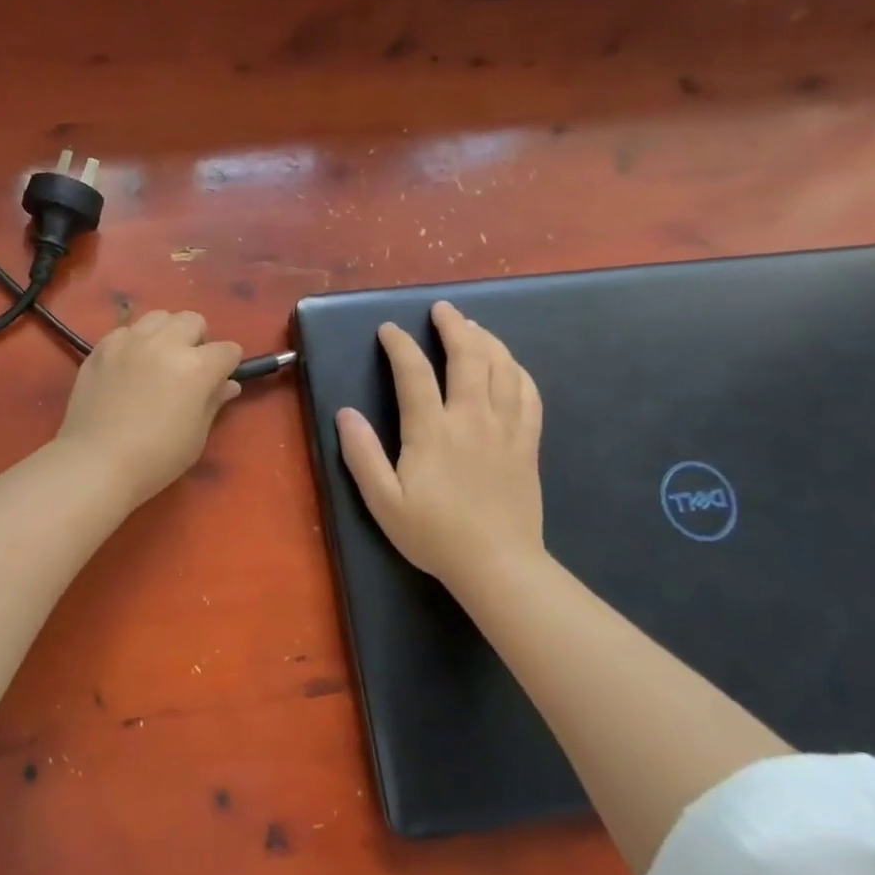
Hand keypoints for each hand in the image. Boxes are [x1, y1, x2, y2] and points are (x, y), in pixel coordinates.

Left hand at [56, 311, 243, 506]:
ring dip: (166, 334)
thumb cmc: (155, 458)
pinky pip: (126, 330)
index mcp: (196, 367)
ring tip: (158, 360)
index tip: (220, 380)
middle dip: (198, 340)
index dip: (228, 365)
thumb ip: (213, 402)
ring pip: (158, 317)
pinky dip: (134, 342)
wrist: (96, 462)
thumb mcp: (196, 436)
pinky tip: (128, 367)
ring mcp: (129, 341)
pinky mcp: (102, 347)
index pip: (227, 350)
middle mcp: (164, 344)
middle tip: (189, 367)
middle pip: (193, 320)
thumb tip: (228, 385)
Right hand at [336, 301, 544, 598]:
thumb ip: (362, 454)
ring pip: (503, 368)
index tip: (388, 329)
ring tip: (473, 326)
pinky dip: (518, 369)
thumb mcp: (382, 500)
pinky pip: (529, 393)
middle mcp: (471, 419)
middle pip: (468, 357)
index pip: (414, 373)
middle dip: (454, 326)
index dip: (399, 345)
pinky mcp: (527, 442)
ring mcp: (505, 428)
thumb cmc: (433, 534)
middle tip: (442, 309)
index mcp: (431, 431)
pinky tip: (509, 364)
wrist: (497, 564)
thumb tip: (345, 413)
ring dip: (487, 339)